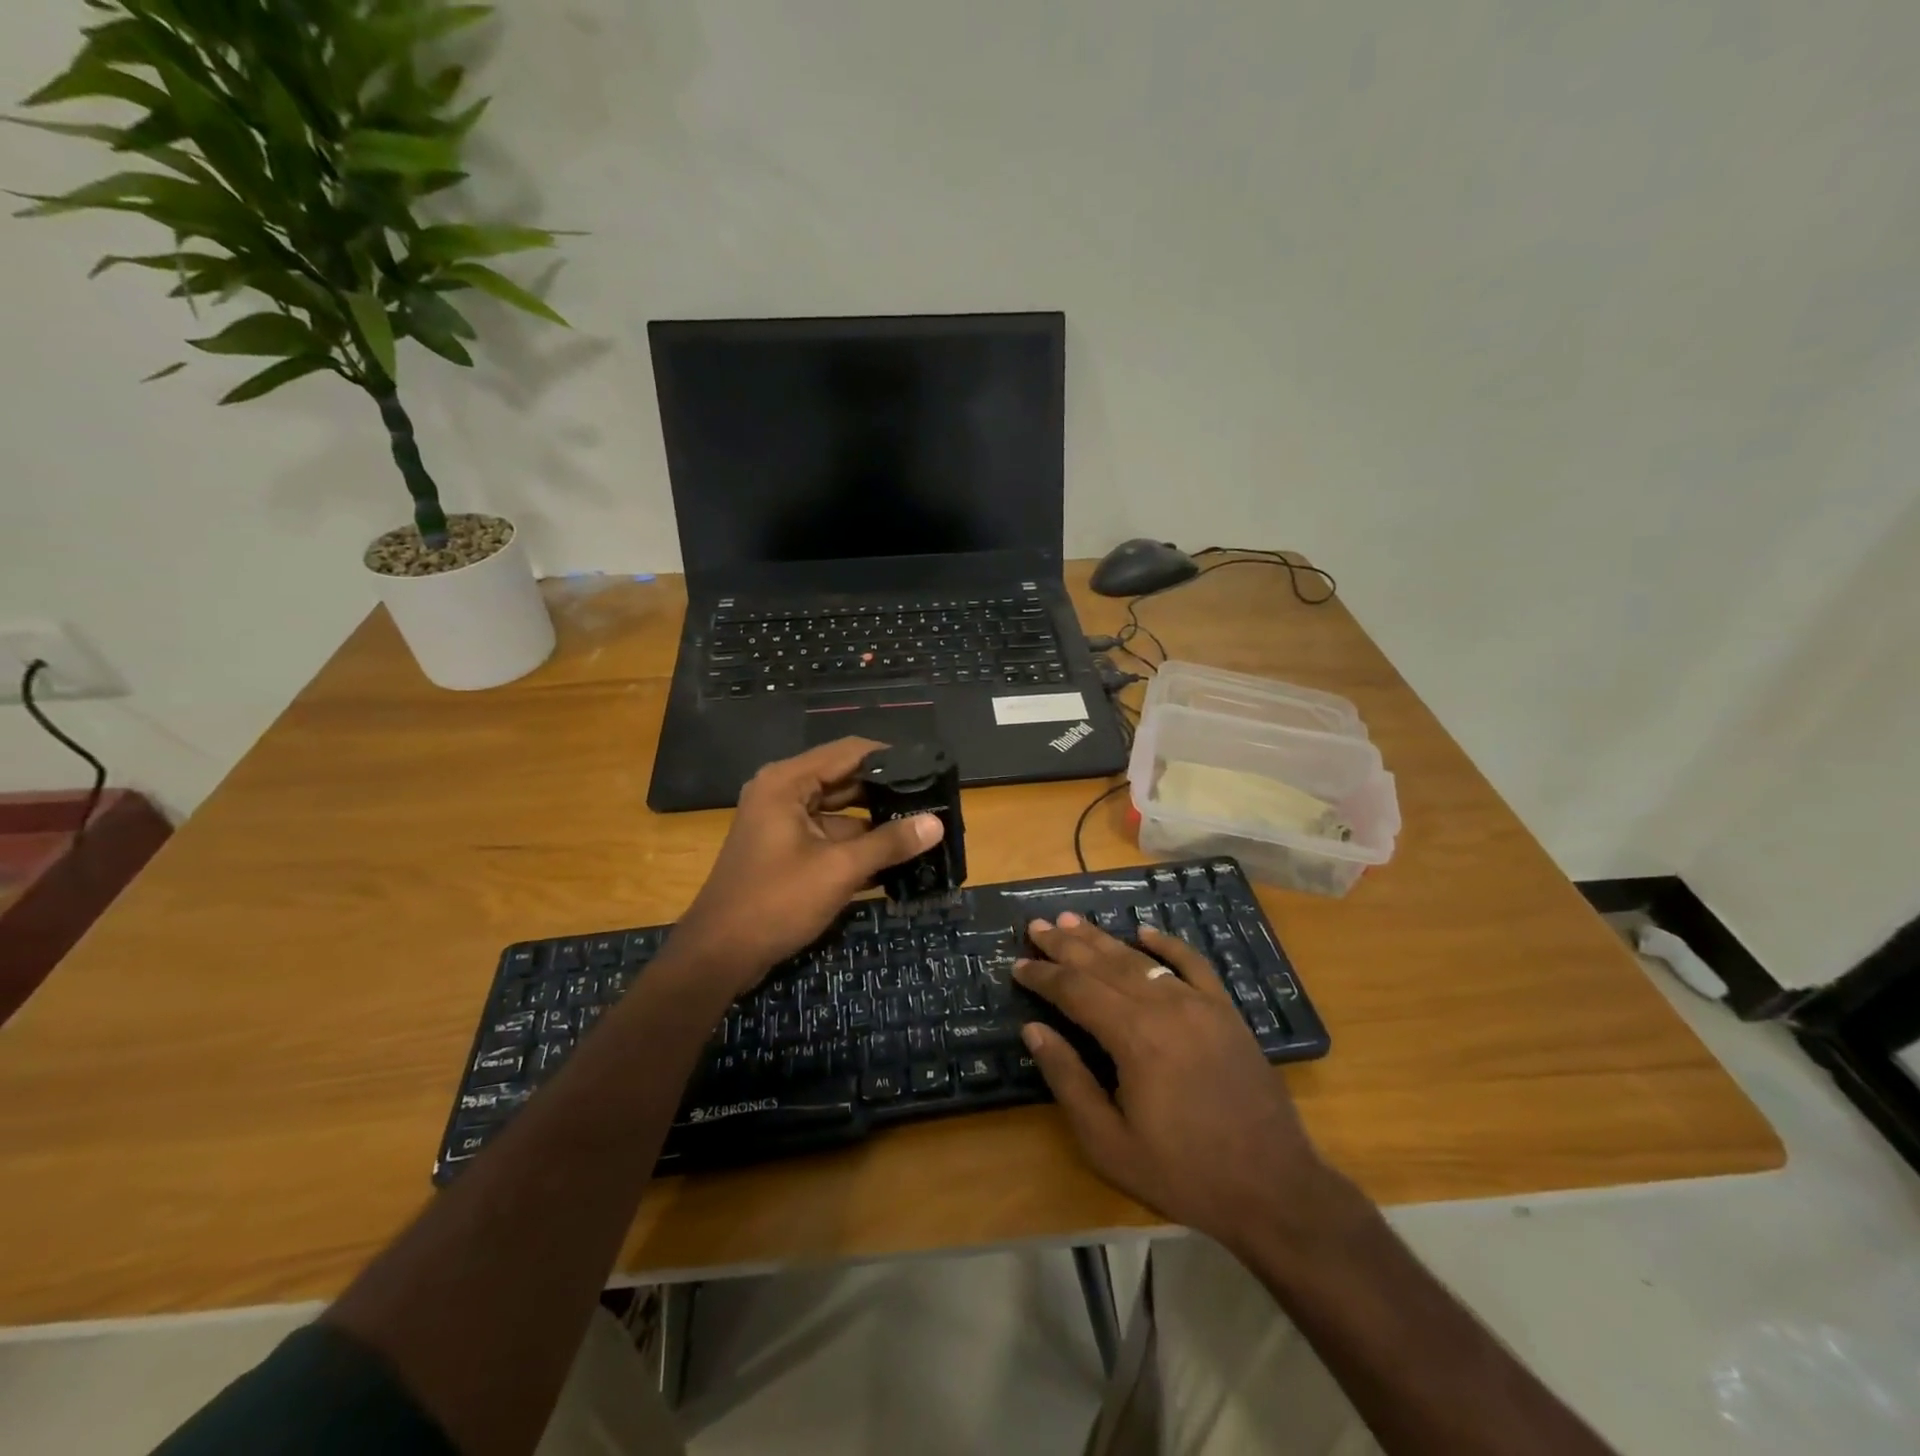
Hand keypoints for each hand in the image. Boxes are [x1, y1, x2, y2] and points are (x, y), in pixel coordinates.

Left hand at [671, 738, 941, 997]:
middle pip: (845, 779)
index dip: (891, 758)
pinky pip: (829, 836)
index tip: (931, 769)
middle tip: (934, 801)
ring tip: (924, 829)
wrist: (718, 956)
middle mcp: (783, 792)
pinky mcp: (786, 851)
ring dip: (876, 823)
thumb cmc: (776, 901)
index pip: (850, 752)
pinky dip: (857, 846)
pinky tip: (896, 860)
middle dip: (887, 792)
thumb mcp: (839, 870)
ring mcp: (783, 823)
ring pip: (840, 812)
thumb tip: (937, 823)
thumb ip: (889, 843)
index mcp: (787, 782)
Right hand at [1014, 915, 1339, 1254]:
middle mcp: (1165, 1007)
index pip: (1076, 991)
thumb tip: (1033, 1031)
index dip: (1043, 976)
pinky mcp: (1226, 1012)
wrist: (1274, 1188)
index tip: (1017, 965)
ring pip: (1141, 959)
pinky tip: (1144, 930)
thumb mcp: (1109, 1143)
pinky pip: (1192, 964)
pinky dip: (1166, 944)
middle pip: (1104, 964)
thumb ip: (1069, 1081)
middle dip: (1066, 945)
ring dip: (1103, 939)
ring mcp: (1200, 1004)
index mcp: (1134, 1037)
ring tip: (1072, 920)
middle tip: (1036, 926)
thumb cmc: (1184, 1173)